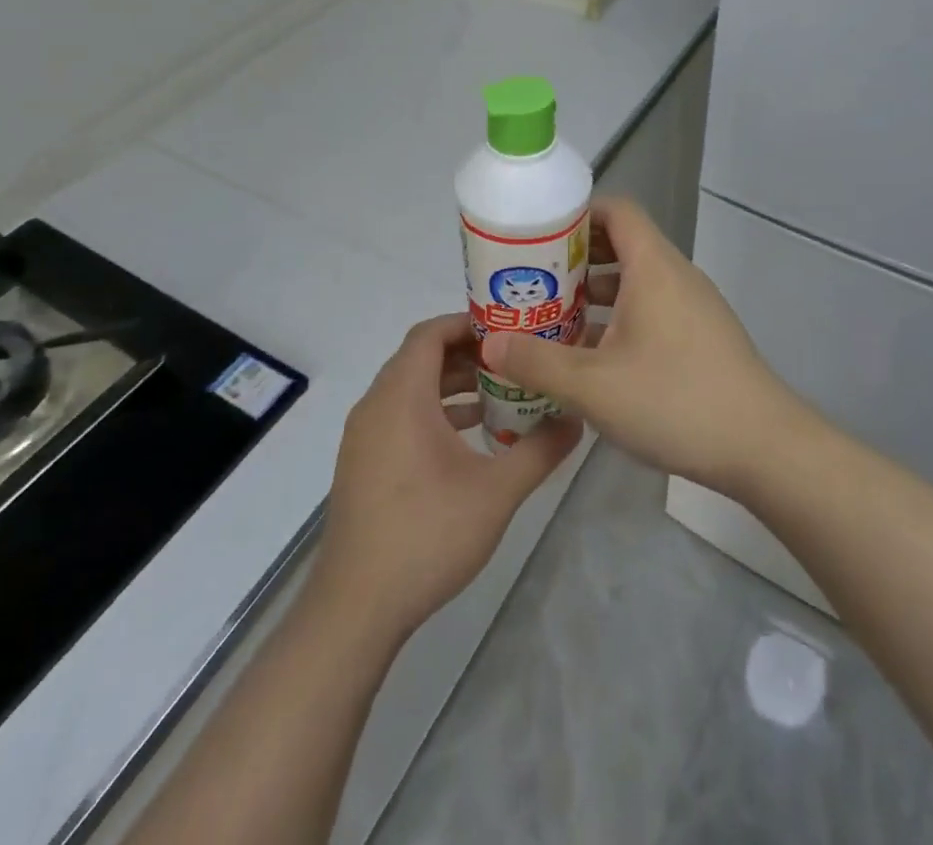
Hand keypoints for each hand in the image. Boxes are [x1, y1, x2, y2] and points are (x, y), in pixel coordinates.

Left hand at [312, 314, 581, 642]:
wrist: (356, 608)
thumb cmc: (427, 535)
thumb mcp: (497, 492)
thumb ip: (540, 449)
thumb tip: (576, 418)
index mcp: (401, 396)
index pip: (430, 333)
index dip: (468, 323)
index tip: (509, 329)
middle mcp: (376, 406)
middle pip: (421, 358)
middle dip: (468, 354)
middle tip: (514, 360)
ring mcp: (364, 437)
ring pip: (410, 389)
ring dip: (452, 385)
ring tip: (500, 395)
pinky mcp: (362, 464)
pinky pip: (400, 416)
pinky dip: (434, 413)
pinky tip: (470, 438)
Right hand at [480, 198, 802, 495]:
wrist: (763, 447)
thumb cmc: (675, 400)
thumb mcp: (593, 386)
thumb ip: (537, 362)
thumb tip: (489, 344)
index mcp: (653, 266)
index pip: (617, 210)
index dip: (577, 213)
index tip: (537, 236)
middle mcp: (675, 276)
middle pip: (621, 244)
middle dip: (574, 259)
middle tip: (531, 283)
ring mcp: (693, 307)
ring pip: (635, 283)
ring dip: (594, 295)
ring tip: (552, 321)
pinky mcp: (701, 338)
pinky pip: (651, 311)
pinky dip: (618, 320)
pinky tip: (592, 359)